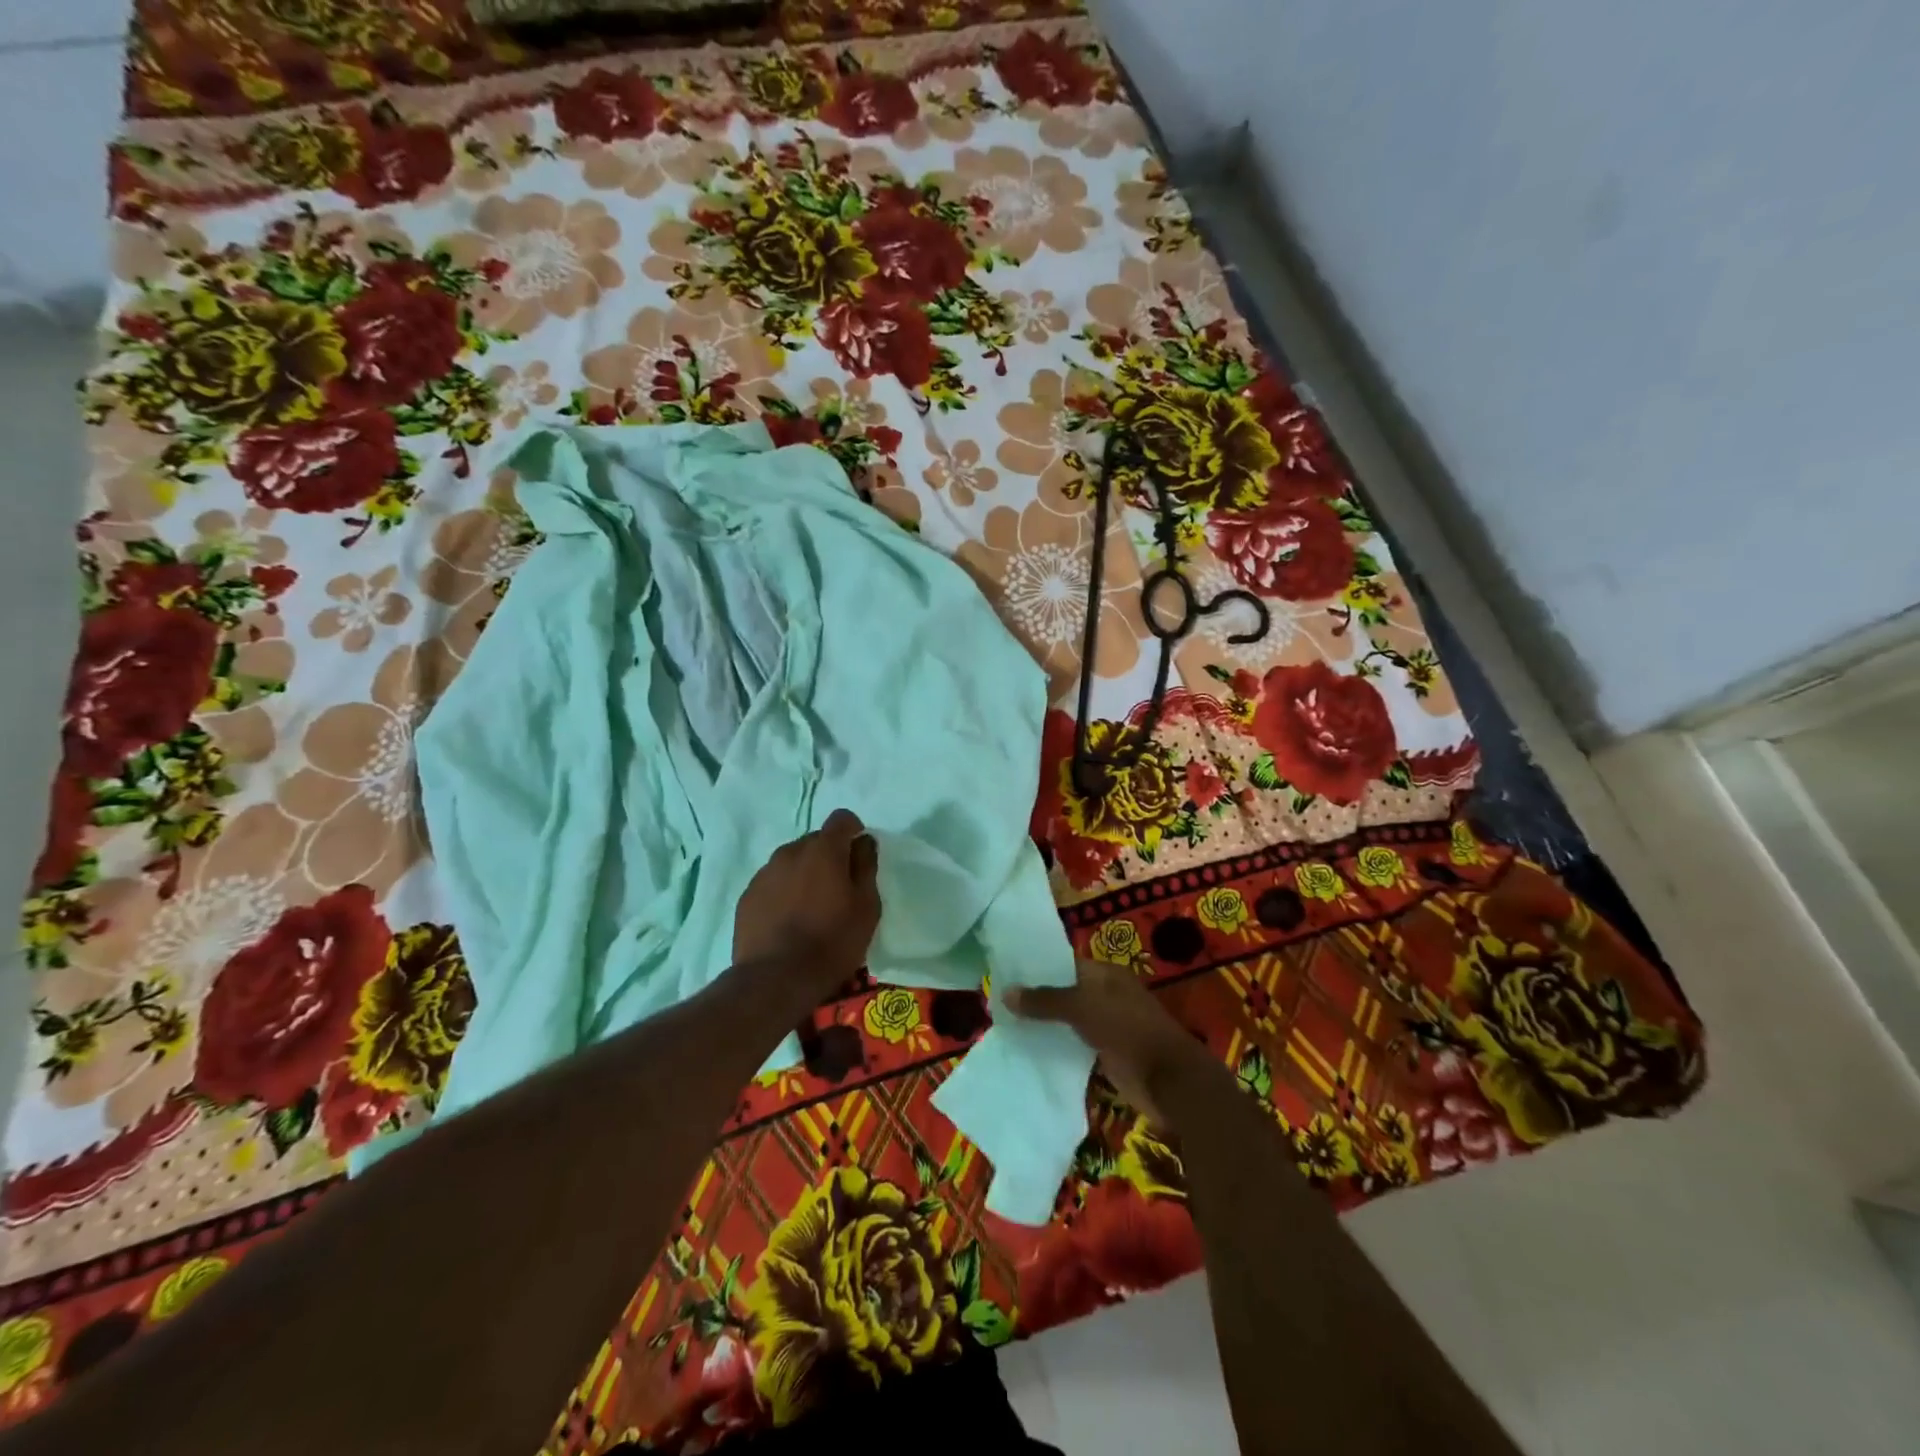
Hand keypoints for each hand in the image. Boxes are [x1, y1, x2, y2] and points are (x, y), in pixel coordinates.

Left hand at [733, 809, 880, 995]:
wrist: (775, 979)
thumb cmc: (831, 942)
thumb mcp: (866, 907)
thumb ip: (866, 867)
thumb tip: (864, 842)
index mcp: (823, 850)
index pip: (841, 819)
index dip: (853, 831)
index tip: (859, 854)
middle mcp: (790, 851)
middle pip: (815, 840)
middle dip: (829, 856)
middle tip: (838, 889)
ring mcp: (765, 873)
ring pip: (792, 862)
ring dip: (804, 874)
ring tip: (811, 908)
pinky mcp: (747, 896)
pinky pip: (773, 883)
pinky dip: (784, 892)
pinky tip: (788, 922)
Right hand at [1006, 959, 1206, 1124]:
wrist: (1168, 1080)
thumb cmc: (1127, 1030)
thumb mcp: (1082, 1008)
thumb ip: (1045, 1001)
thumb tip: (1004, 991)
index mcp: (1107, 975)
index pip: (1066, 964)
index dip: (1038, 969)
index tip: (1006, 974)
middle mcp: (1108, 996)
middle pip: (1066, 993)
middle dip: (1038, 999)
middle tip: (1000, 1002)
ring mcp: (1109, 1026)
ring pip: (1069, 1021)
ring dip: (1046, 1025)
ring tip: (1007, 1025)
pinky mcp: (1108, 1054)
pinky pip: (1075, 1045)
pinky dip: (1057, 1047)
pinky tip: (1030, 1050)